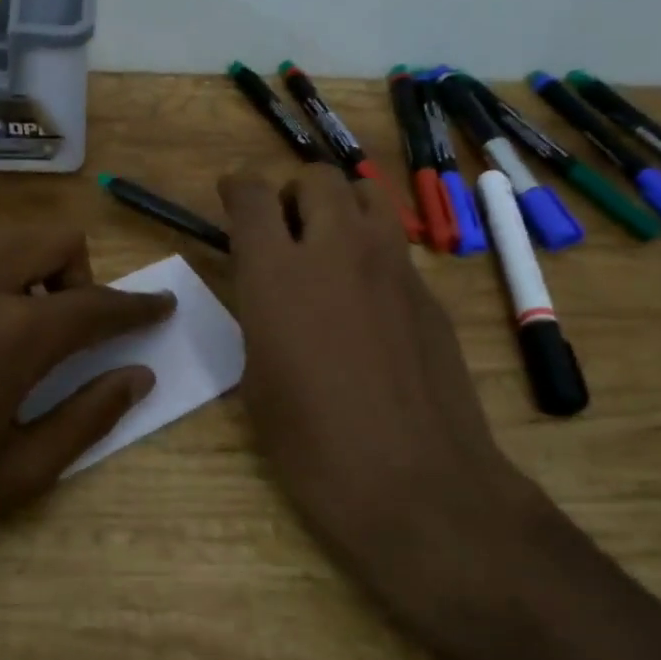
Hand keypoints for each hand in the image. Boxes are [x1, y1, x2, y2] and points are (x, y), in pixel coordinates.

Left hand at [0, 225, 173, 581]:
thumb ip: (89, 416)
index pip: (98, 302)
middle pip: (51, 238)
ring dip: (21, 275)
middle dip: (77, 276)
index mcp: (11, 333)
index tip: (159, 307)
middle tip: (63, 330)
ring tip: (1, 334)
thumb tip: (137, 376)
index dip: (138, 305)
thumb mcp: (20, 472)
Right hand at [219, 167, 540, 623]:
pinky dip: (371, 253)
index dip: (238, 188)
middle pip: (318, 178)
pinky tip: (366, 302)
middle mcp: (338, 250)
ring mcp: (393, 266)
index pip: (254, 195)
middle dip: (293, 193)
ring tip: (327, 249)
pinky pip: (395, 247)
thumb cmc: (311, 444)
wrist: (411, 481)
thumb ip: (260, 317)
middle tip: (283, 229)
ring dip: (339, 208)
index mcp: (278, 273)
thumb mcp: (257, 378)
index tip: (232, 195)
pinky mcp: (429, 293)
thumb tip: (270, 297)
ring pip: (367, 197)